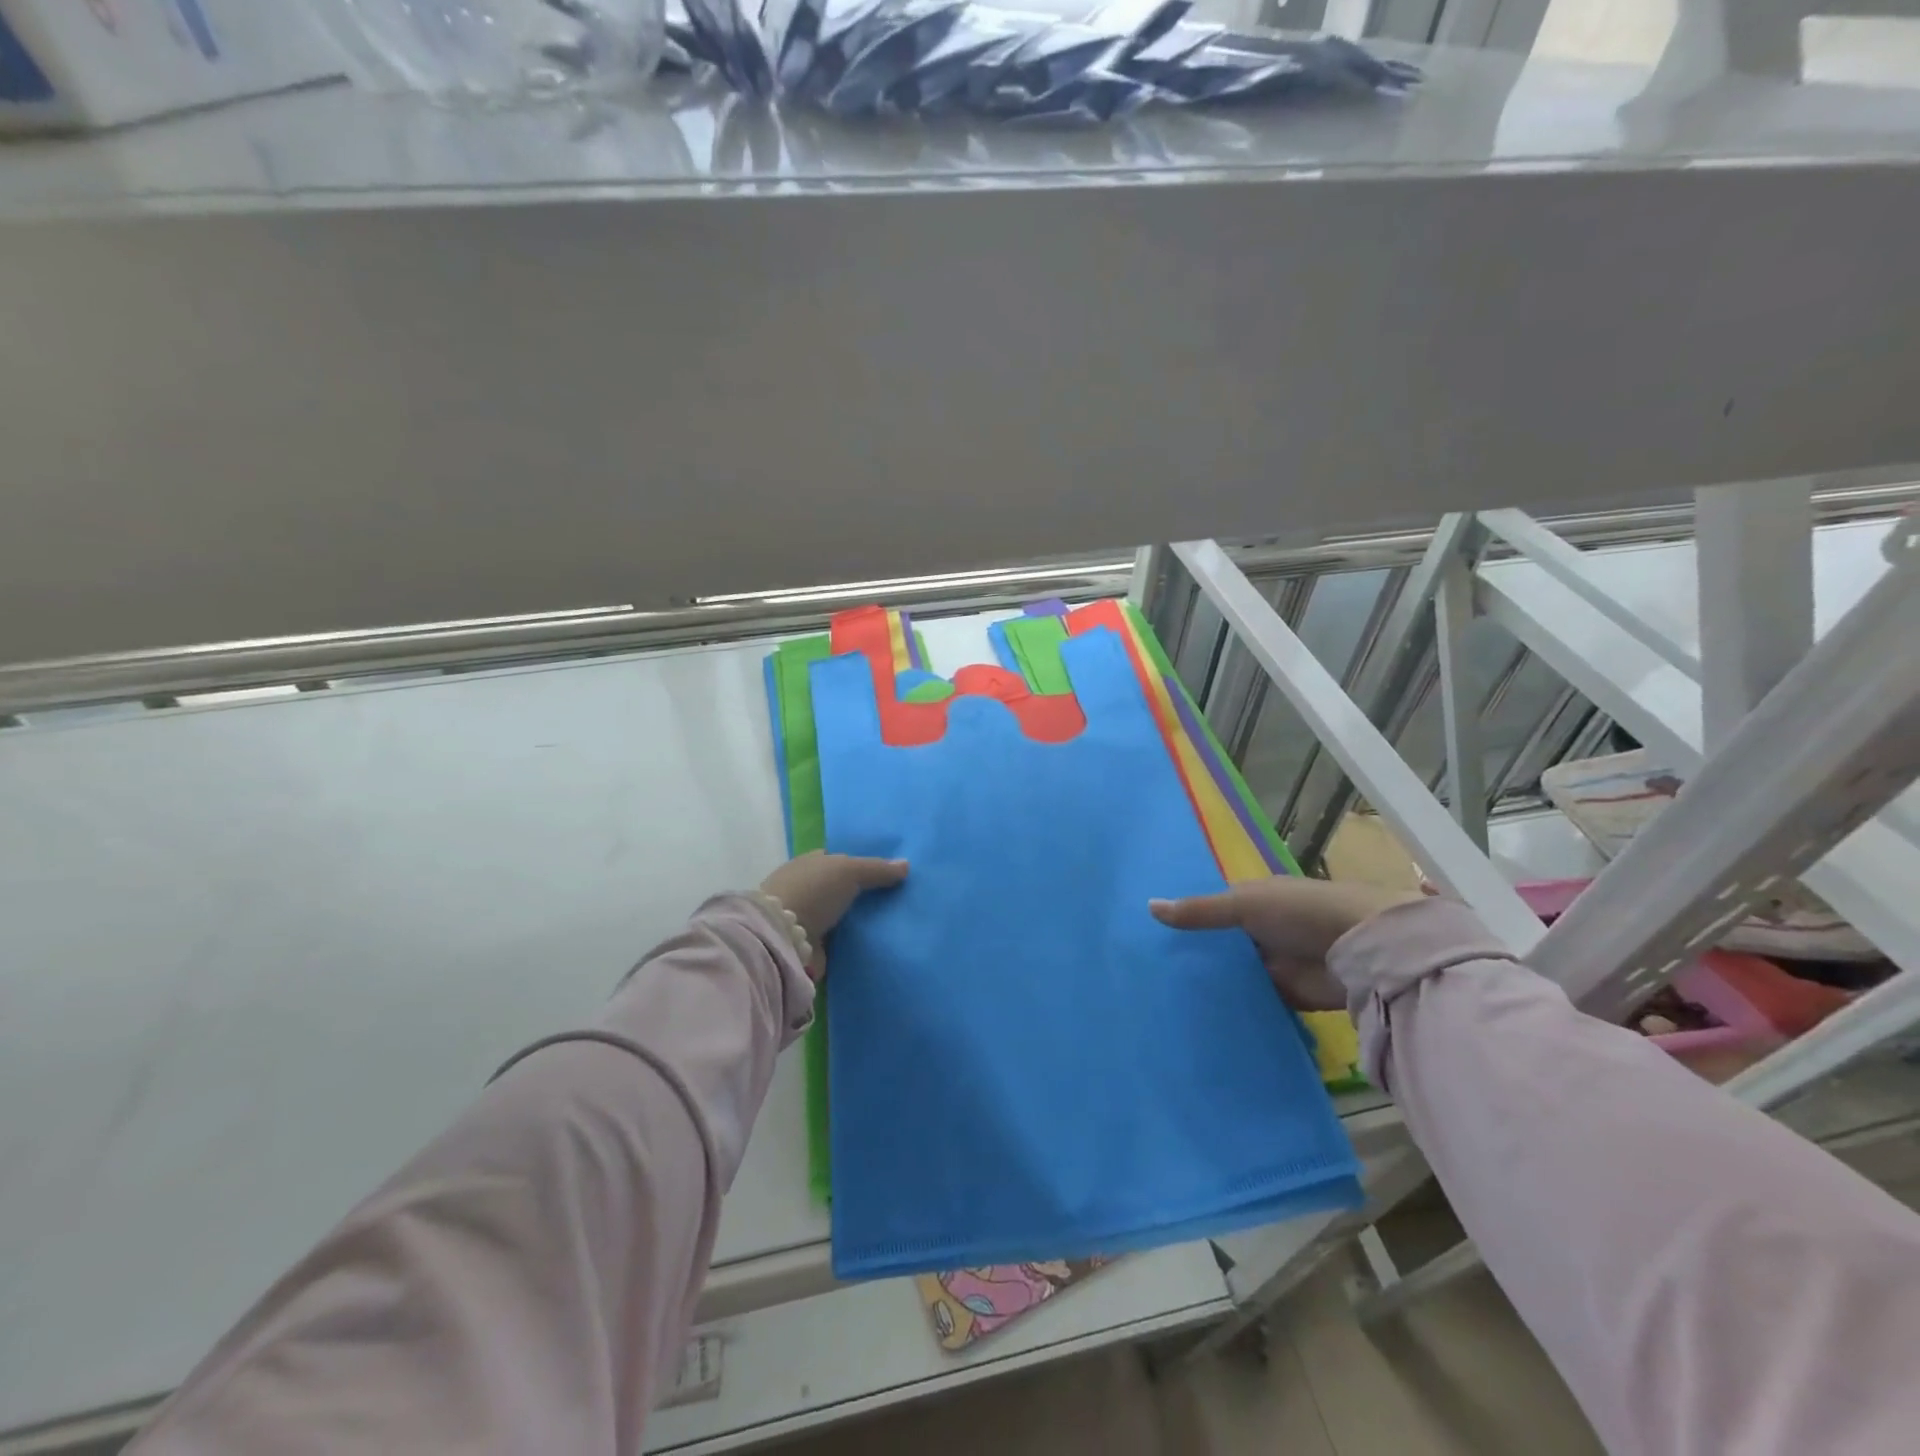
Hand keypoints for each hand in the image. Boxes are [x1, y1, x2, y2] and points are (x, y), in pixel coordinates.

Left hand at [760, 851, 909, 962]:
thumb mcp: (849, 870)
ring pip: (841, 915)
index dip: (862, 865)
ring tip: (894, 923)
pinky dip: (853, 942)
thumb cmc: (813, 891)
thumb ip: (877, 869)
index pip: (839, 861)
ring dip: (859, 920)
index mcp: (810, 863)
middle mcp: (807, 888)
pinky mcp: (811, 946)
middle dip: (863, 894)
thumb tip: (906, 864)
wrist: (784, 937)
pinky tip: (877, 942)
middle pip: (841, 889)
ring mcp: (807, 918)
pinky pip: (840, 941)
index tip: (889, 874)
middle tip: (898, 899)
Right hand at [1150, 877, 1422, 1011]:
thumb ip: (1199, 911)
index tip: (1147, 936)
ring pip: (1233, 974)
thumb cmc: (1299, 912)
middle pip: (1219, 945)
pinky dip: (1233, 1006)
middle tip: (1148, 973)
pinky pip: (1252, 1000)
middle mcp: (1260, 931)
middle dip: (1193, 956)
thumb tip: (1148, 906)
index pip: (1209, 909)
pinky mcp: (1286, 995)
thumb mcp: (1243, 905)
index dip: (1183, 921)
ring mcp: (1273, 963)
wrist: (1363, 947)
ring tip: (1165, 998)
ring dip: (1212, 983)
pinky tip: (1200, 1015)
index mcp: (1251, 900)